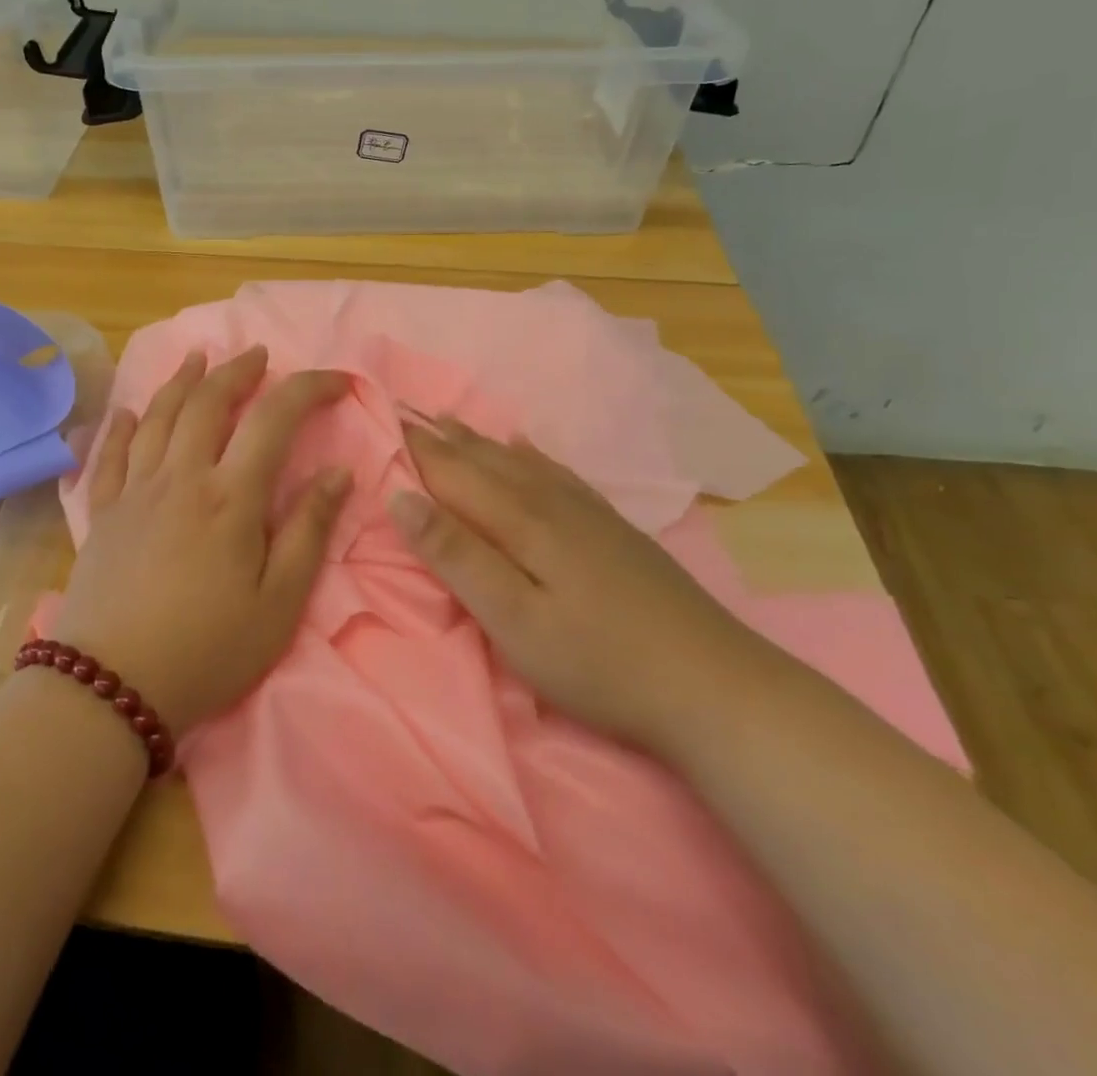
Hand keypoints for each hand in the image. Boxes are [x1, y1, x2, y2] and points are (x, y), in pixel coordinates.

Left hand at [51, 346, 351, 739]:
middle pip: (208, 403)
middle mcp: (180, 478)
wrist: (111, 687)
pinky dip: (121, 425)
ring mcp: (134, 491)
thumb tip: (338, 472)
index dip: (307, 389)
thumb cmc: (208, 650)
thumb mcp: (278, 603)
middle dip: (237, 370)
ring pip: (158, 417)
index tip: (335, 382)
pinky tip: (128, 411)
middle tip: (258, 354)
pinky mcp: (102, 513)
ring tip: (198, 358)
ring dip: (181, 381)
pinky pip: (110, 454)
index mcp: (230, 497)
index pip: (274, 419)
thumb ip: (309, 532)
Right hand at [389, 416, 780, 748]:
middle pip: (485, 460)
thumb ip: (456, 555)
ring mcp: (587, 512)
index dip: (417, 451)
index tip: (383, 423)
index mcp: (520, 521)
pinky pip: (558, 473)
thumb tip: (401, 497)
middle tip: (406, 413)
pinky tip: (526, 446)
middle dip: (442, 438)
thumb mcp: (512, 618)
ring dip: (479, 440)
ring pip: (519, 461)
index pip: (454, 474)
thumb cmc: (596, 661)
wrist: (713, 683)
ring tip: (449, 420)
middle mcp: (550, 502)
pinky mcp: (612, 528)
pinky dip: (532, 454)